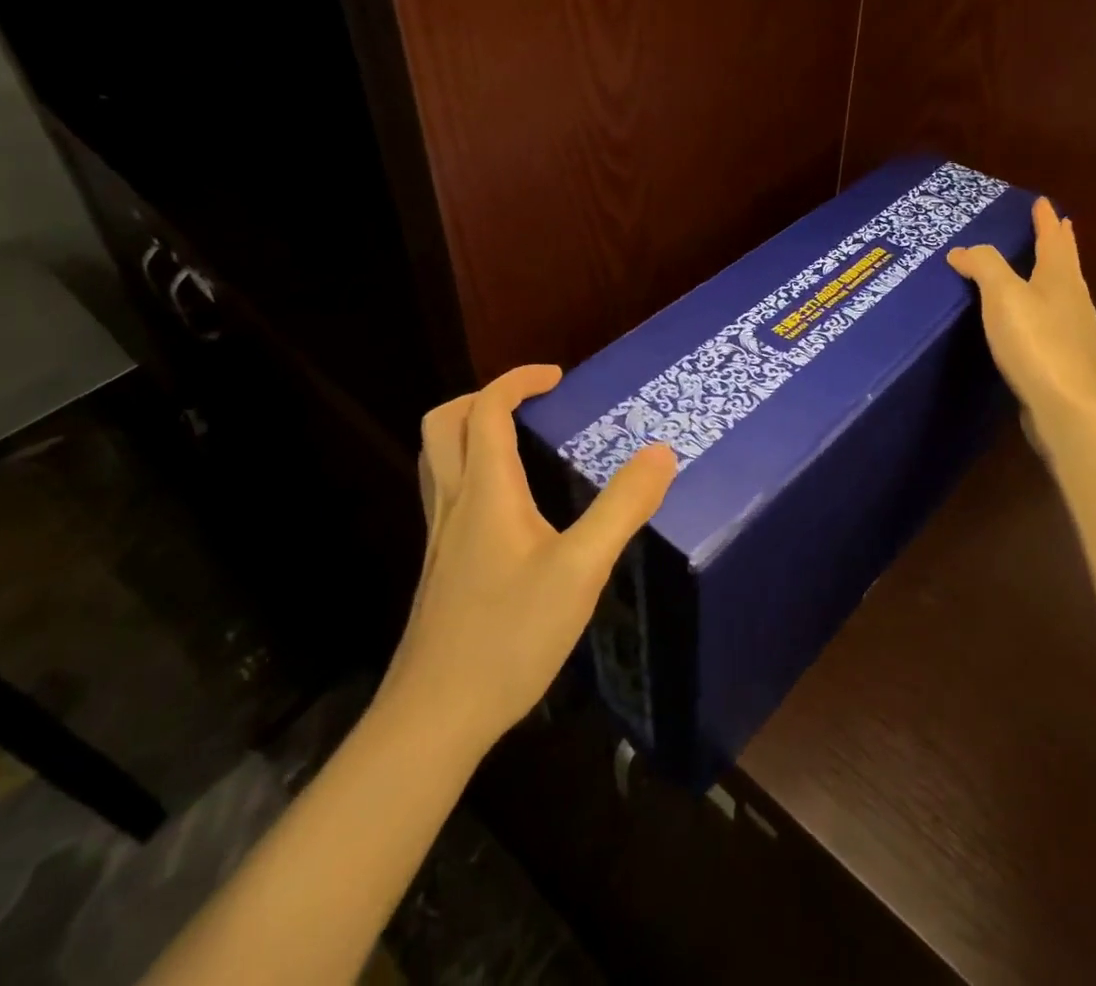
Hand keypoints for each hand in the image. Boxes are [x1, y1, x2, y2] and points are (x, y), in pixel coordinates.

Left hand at [380, 364, 676, 754]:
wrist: (434, 718)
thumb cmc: (509, 636)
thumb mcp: (581, 570)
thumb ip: (622, 508)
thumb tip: (661, 453)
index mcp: (485, 491)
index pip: (487, 410)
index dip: (518, 380)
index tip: (557, 377)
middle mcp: (454, 504)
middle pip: (444, 425)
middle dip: (482, 398)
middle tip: (530, 404)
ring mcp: (440, 538)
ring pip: (438, 460)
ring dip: (471, 433)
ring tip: (518, 442)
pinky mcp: (441, 568)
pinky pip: (446, 494)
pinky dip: (472, 472)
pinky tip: (509, 508)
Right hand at [947, 197, 1095, 435]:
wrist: (1069, 409)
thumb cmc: (1037, 343)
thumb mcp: (1004, 296)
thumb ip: (985, 267)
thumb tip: (962, 250)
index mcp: (1060, 279)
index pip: (1053, 240)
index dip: (1045, 220)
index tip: (1043, 203)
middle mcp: (1073, 301)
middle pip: (1065, 264)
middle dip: (1057, 244)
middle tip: (1055, 226)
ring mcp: (1073, 333)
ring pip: (1061, 292)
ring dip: (1050, 275)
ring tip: (1038, 268)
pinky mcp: (1064, 361)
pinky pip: (1050, 321)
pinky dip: (1040, 308)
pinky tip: (1029, 321)